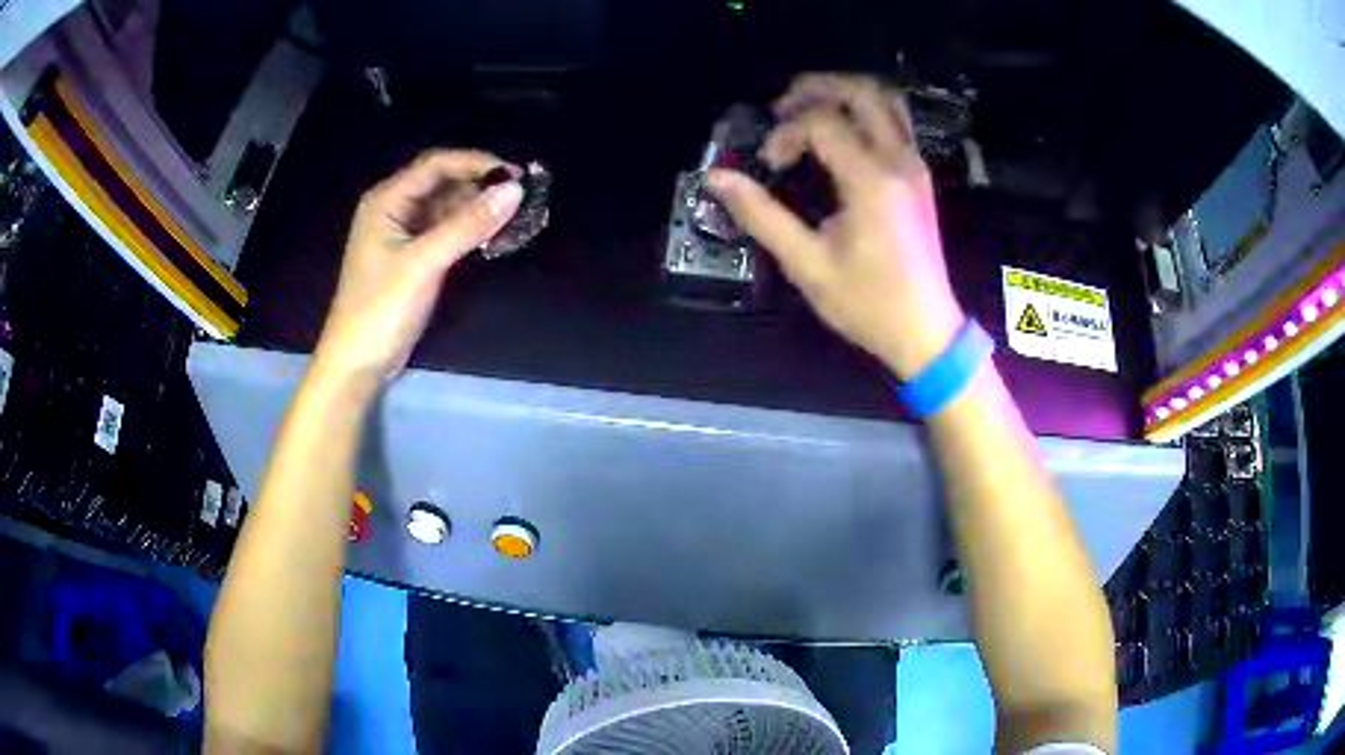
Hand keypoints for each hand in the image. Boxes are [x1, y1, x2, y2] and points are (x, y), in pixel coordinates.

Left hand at [313, 150, 522, 384]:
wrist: (357, 364)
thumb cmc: (380, 309)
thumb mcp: (424, 263)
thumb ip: (468, 225)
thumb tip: (515, 190)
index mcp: (387, 200)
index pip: (438, 164)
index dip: (478, 163)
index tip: (517, 176)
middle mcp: (395, 208)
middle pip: (445, 182)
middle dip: (483, 187)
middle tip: (525, 198)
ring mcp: (404, 234)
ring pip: (449, 208)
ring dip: (481, 210)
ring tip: (520, 218)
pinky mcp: (414, 257)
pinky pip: (448, 231)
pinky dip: (472, 231)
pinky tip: (498, 238)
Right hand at [707, 73, 964, 378]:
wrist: (926, 331)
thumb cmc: (868, 304)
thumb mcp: (807, 265)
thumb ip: (761, 215)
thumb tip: (716, 179)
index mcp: (871, 180)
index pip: (822, 121)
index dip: (786, 132)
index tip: (769, 164)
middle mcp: (899, 161)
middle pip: (861, 91)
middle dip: (815, 88)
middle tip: (781, 107)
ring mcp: (915, 165)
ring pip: (885, 99)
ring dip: (844, 93)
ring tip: (808, 110)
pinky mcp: (919, 175)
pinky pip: (896, 121)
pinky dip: (865, 112)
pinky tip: (839, 133)